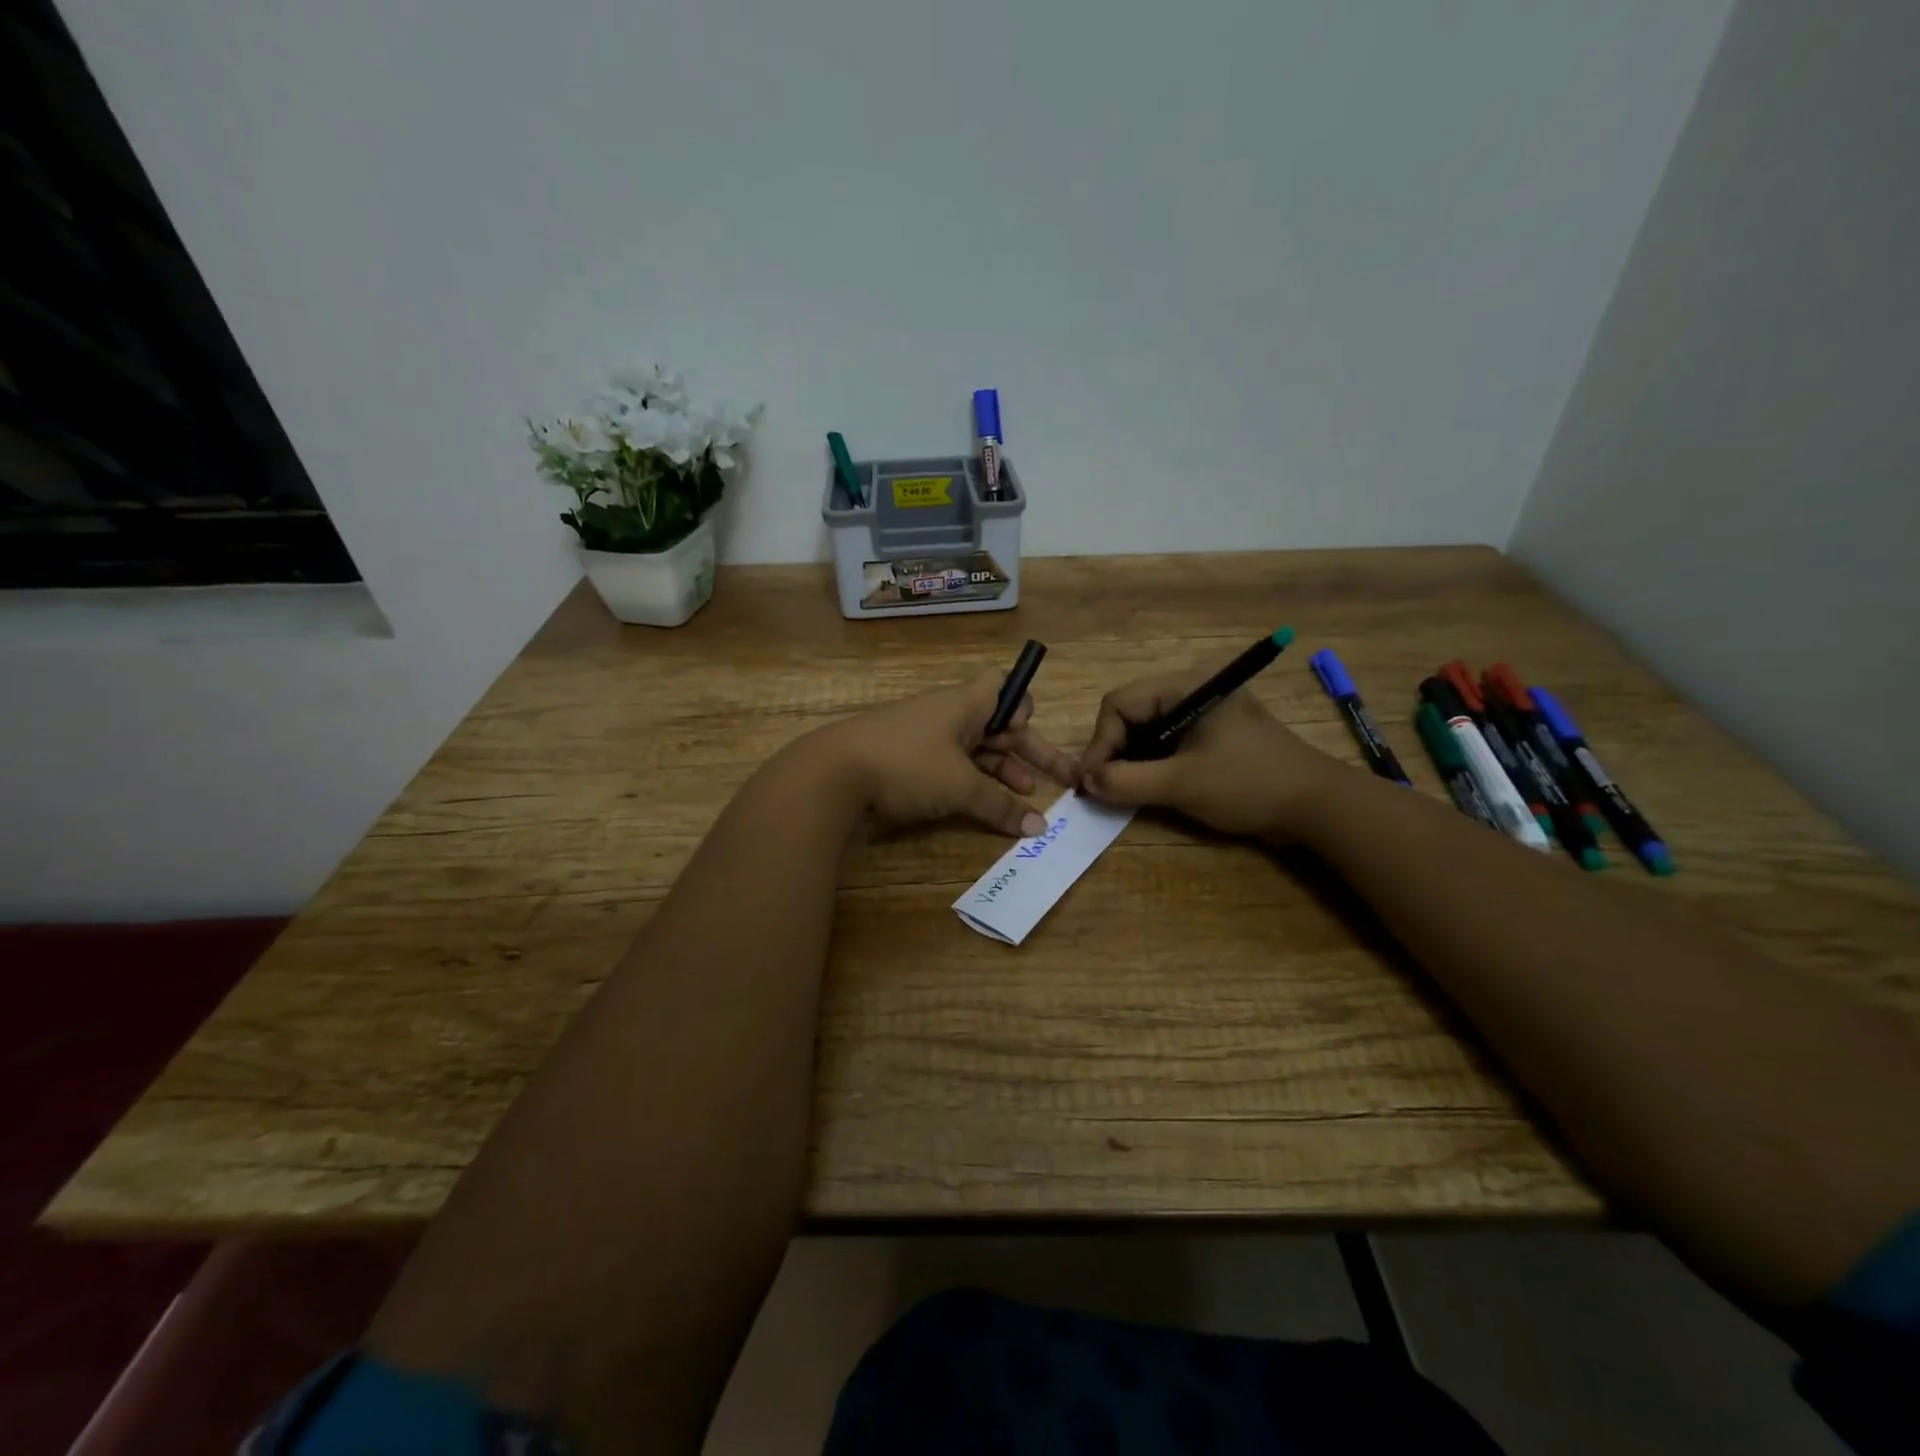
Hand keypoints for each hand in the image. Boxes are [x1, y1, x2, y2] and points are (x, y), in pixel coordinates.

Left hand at [808, 672, 1079, 836]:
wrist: (833, 773)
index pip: (1004, 685)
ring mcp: (926, 738)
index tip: (1025, 734)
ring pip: (975, 750)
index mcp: (965, 703)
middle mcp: (948, 714)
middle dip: (1026, 752)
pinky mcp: (907, 761)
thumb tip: (1038, 828)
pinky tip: (985, 808)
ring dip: (1001, 772)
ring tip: (1024, 801)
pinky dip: (972, 784)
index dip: (1022, 705)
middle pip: (997, 725)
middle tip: (1057, 781)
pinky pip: (952, 767)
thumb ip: (1001, 806)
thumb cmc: (907, 764)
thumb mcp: (960, 786)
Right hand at [1075, 662, 1341, 840]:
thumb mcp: (1182, 784)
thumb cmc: (1249, 785)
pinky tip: (1145, 786)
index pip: (1119, 703)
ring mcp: (1204, 711)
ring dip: (1130, 759)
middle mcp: (1192, 688)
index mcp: (1187, 685)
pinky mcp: (1212, 733)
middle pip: (1130, 713)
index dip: (1099, 742)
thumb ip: (1126, 781)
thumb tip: (1084, 782)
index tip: (1089, 781)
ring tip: (1119, 789)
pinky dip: (1151, 762)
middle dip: (1112, 750)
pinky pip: (1167, 741)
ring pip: (1147, 729)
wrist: (1318, 806)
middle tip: (1100, 787)